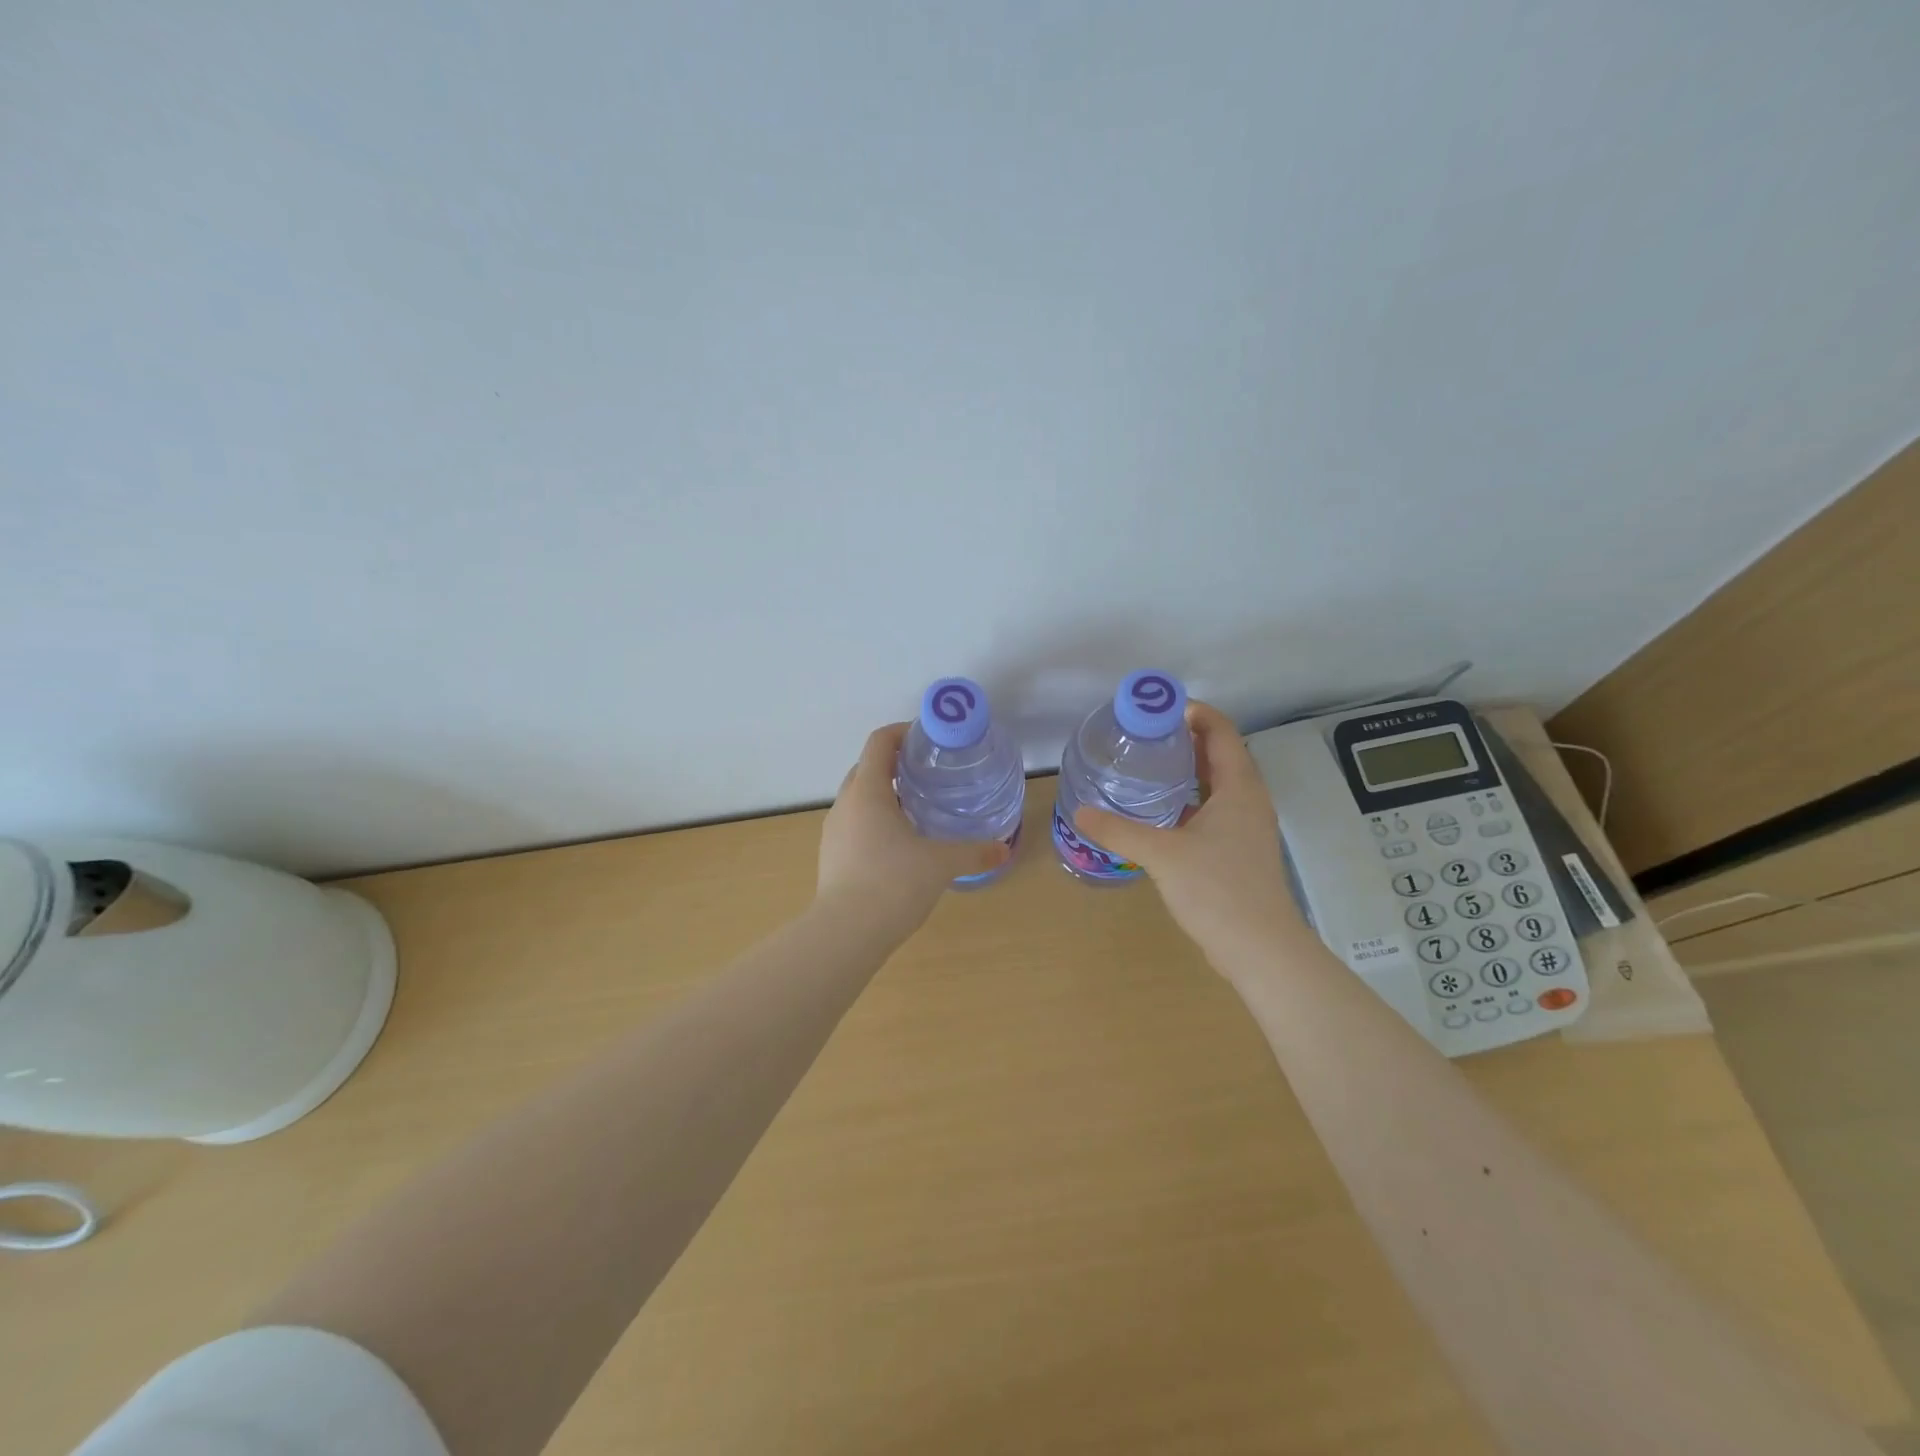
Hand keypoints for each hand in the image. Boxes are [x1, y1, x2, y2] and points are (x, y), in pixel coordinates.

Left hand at [816, 724, 1010, 934]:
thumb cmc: (893, 883)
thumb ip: (974, 852)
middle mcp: (845, 804)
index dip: (902, 732)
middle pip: (866, 768)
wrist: (845, 933)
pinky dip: (874, 822)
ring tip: (916, 809)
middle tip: (928, 774)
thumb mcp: (941, 864)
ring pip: (858, 799)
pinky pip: (853, 825)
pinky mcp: (830, 856)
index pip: (879, 742)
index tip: (927, 739)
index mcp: (867, 791)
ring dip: (883, 795)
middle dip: (894, 765)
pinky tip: (898, 845)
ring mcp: (833, 831)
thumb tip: (1004, 849)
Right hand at [1073, 700, 1300, 960]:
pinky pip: (1215, 809)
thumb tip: (1080, 811)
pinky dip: (1191, 799)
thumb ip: (1119, 831)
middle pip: (1221, 754)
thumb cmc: (1217, 890)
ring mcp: (1247, 827)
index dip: (1195, 713)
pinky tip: (1161, 811)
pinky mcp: (1240, 850)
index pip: (1222, 732)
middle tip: (1144, 734)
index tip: (1158, 709)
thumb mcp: (1162, 855)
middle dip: (1186, 739)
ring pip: (1219, 784)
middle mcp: (1248, 800)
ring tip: (1148, 765)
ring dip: (1189, 769)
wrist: (1260, 949)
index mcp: (1239, 789)